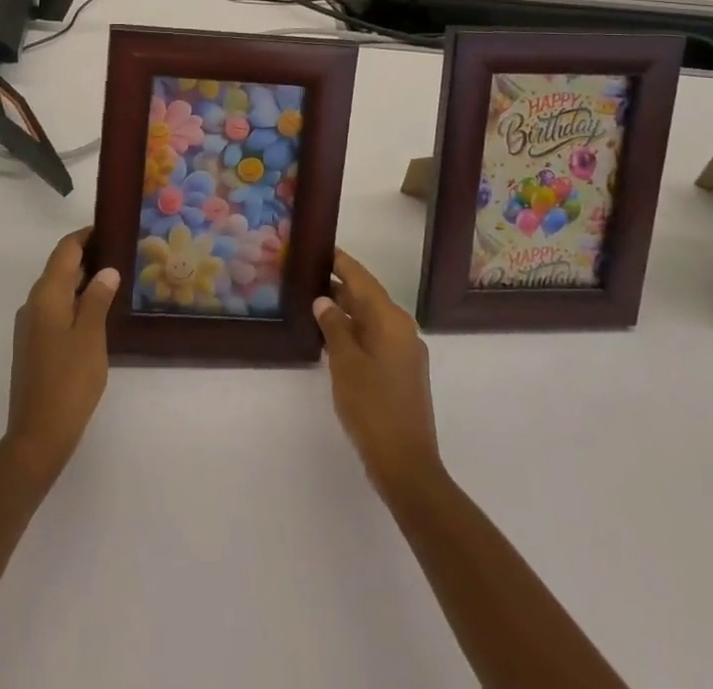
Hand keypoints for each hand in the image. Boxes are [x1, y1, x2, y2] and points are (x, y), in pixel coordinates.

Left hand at [3, 228, 119, 483]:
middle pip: (60, 267)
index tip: (110, 227)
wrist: (37, 436)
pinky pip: (55, 309)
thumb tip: (106, 270)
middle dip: (87, 257)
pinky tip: (96, 313)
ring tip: (114, 280)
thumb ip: (98, 299)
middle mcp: (33, 303)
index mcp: (46, 295)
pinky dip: (75, 302)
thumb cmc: (68, 382)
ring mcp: (30, 326)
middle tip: (120, 253)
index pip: (65, 250)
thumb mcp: (91, 337)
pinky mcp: (33, 346)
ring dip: (82, 281)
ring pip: (58, 290)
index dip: (85, 235)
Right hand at [313, 249, 444, 498]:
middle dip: (339, 285)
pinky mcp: (402, 372)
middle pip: (367, 296)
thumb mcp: (345, 363)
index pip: (361, 279)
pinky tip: (330, 337)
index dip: (340, 262)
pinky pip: (375, 338)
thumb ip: (333, 326)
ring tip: (312, 301)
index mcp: (391, 320)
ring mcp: (405, 352)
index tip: (318, 248)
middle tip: (306, 274)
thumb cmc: (372, 407)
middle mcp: (402, 329)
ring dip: (345, 310)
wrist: (406, 465)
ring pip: (370, 319)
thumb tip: (323, 300)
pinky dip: (354, 331)